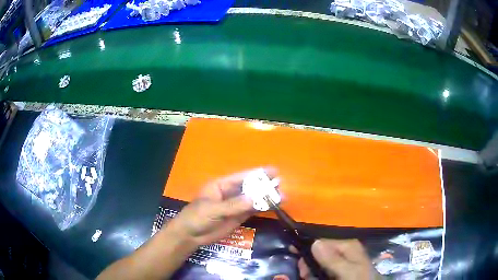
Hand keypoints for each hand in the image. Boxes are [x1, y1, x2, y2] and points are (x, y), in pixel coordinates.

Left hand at [167, 169, 274, 246]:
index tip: (273, 171)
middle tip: (282, 185)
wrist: (190, 235)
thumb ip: (234, 205)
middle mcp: (230, 193)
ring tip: (283, 197)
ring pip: (253, 199)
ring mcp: (234, 206)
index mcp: (221, 186)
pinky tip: (273, 207)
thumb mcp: (213, 209)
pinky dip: (262, 208)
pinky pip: (252, 211)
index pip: (242, 177)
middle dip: (265, 186)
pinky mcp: (237, 217)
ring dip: (266, 198)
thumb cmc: (197, 217)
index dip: (258, 174)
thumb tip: (256, 198)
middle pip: (250, 188)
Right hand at [293, 239, 380, 279]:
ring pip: (318, 262)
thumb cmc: (359, 279)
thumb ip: (333, 259)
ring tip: (310, 278)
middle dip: (308, 263)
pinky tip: (316, 278)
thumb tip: (315, 242)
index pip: (321, 240)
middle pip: (317, 251)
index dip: (306, 247)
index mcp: (347, 245)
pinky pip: (323, 269)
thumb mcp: (347, 271)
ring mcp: (341, 260)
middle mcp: (343, 249)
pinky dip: (316, 275)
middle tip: (306, 275)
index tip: (296, 258)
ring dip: (311, 271)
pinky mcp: (339, 269)